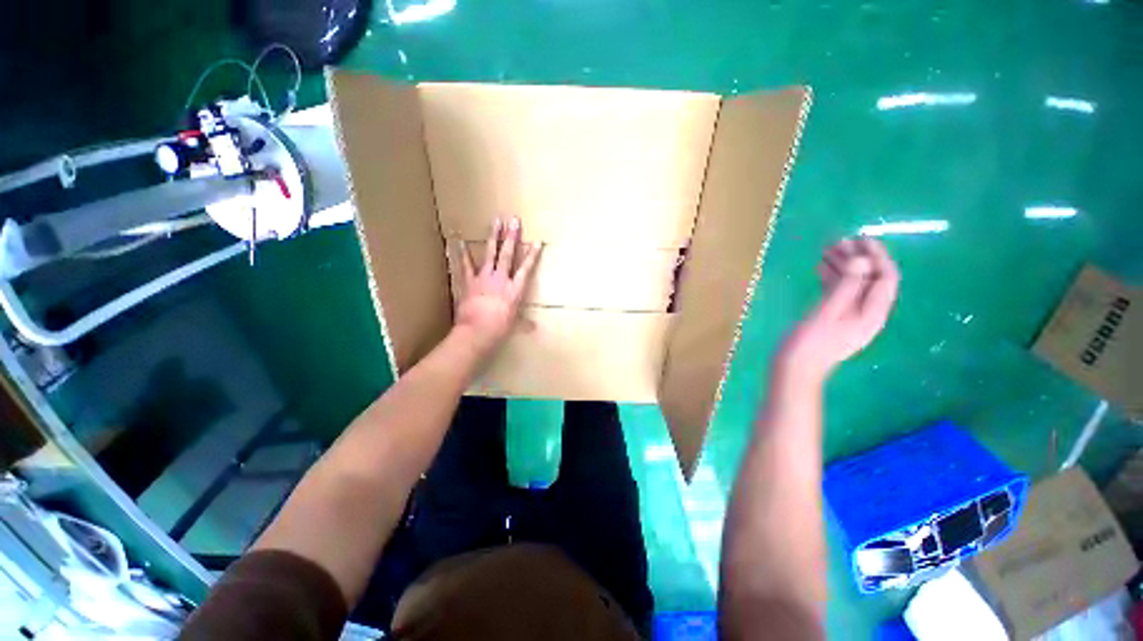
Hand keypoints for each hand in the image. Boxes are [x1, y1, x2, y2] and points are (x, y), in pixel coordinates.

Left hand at [453, 218, 539, 356]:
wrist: (477, 331)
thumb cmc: (499, 329)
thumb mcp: (514, 325)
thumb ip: (524, 324)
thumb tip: (534, 328)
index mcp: (515, 289)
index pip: (526, 268)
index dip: (532, 255)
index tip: (537, 241)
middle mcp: (501, 279)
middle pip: (508, 254)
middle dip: (512, 237)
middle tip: (514, 220)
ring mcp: (484, 277)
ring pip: (490, 253)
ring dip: (493, 236)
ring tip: (496, 221)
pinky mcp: (469, 281)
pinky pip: (465, 264)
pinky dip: (461, 252)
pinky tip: (458, 239)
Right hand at [777, 237, 899, 382]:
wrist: (793, 369)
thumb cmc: (809, 343)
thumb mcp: (827, 313)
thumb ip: (846, 286)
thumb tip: (861, 259)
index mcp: (872, 313)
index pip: (886, 277)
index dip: (876, 256)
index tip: (859, 238)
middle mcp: (867, 312)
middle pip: (870, 279)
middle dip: (858, 258)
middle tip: (838, 241)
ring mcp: (849, 316)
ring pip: (853, 284)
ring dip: (843, 266)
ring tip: (826, 249)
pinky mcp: (833, 318)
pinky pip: (839, 292)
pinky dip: (832, 278)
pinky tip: (820, 268)